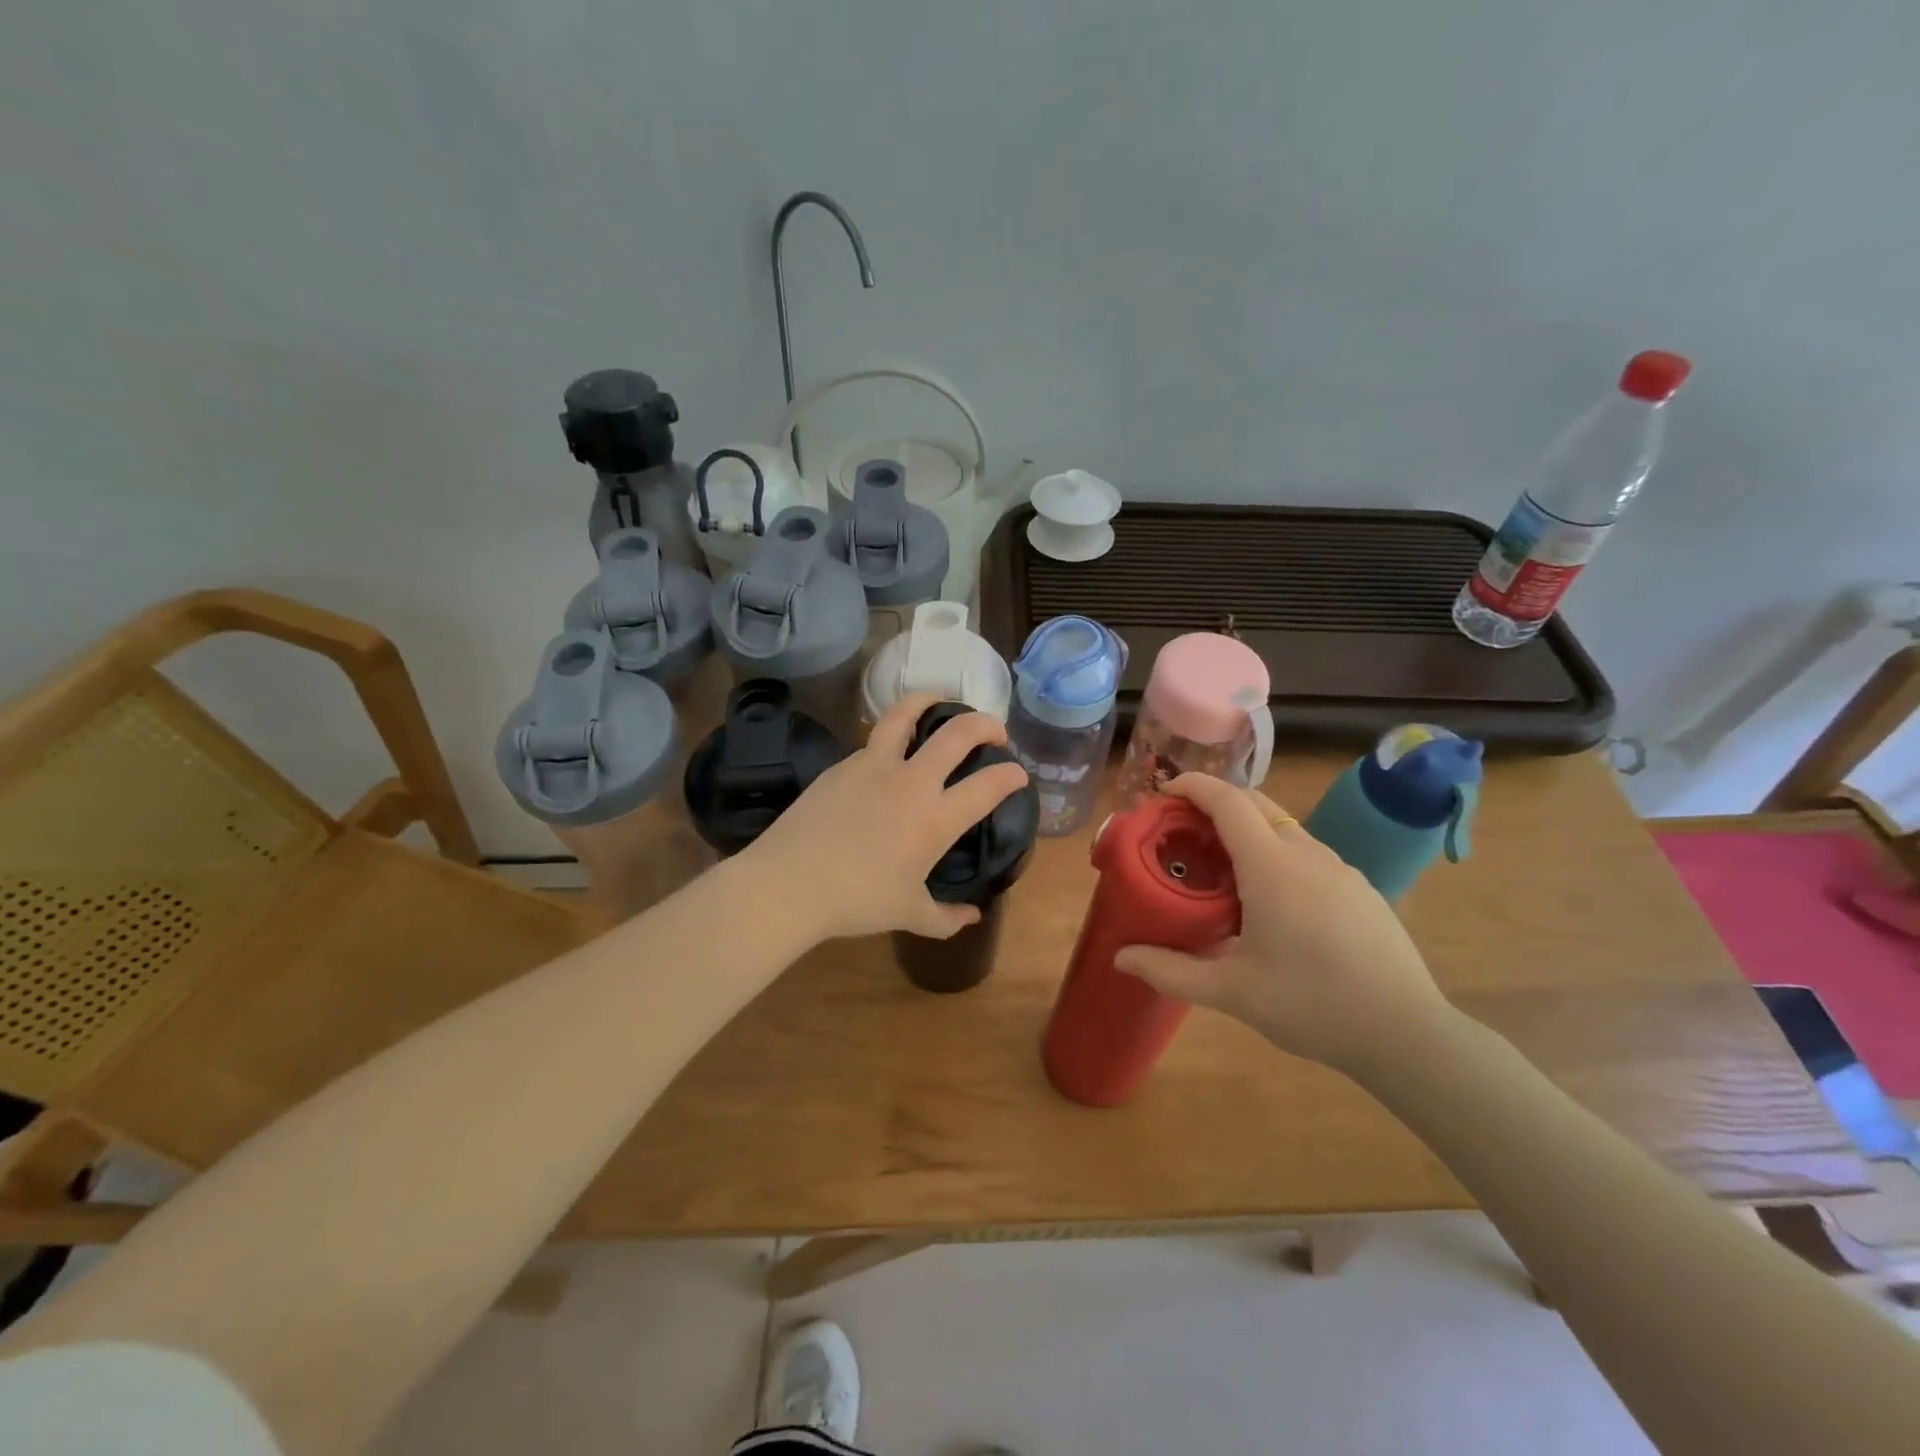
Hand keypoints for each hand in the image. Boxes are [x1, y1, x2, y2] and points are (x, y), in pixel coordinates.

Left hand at [744, 693, 1029, 942]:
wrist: (789, 884)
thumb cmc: (856, 902)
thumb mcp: (909, 915)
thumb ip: (947, 917)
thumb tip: (972, 916)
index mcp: (935, 818)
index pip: (988, 785)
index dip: (1011, 775)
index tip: (1018, 774)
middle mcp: (911, 782)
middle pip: (958, 733)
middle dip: (985, 724)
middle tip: (994, 731)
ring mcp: (874, 766)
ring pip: (907, 714)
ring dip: (930, 701)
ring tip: (939, 701)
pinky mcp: (842, 765)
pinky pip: (874, 740)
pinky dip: (892, 735)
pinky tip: (889, 750)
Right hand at [1114, 774, 1453, 1072]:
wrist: (1407, 1034)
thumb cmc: (1311, 1005)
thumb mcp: (1232, 992)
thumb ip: (1170, 971)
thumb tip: (1121, 958)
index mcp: (1271, 866)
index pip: (1227, 801)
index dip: (1192, 786)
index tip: (1163, 792)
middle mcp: (1306, 854)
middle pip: (1255, 803)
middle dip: (1215, 803)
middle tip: (1183, 831)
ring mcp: (1339, 868)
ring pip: (1284, 827)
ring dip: (1247, 829)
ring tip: (1221, 868)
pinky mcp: (1360, 888)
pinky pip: (1307, 852)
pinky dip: (1275, 853)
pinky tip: (1270, 900)